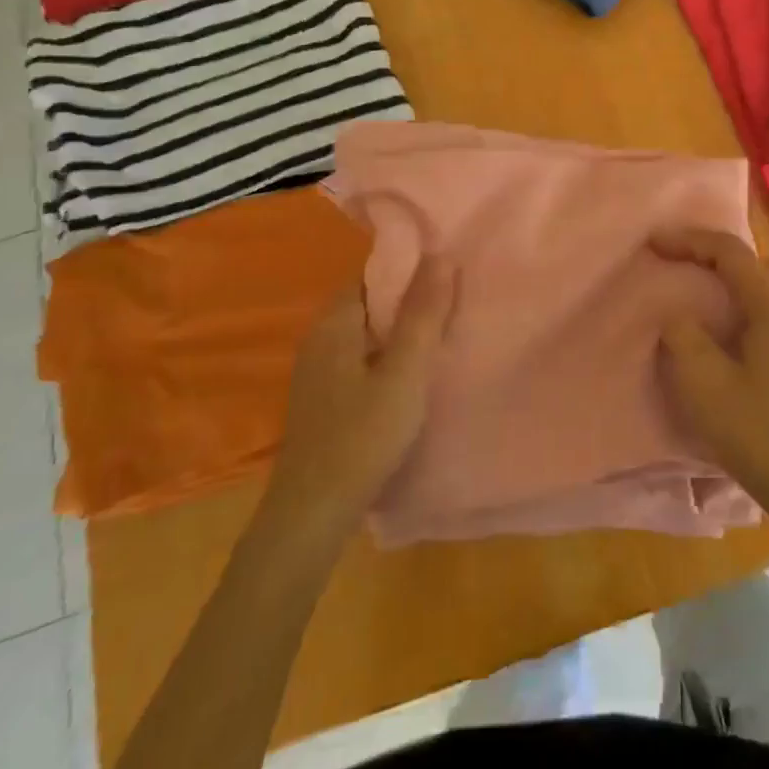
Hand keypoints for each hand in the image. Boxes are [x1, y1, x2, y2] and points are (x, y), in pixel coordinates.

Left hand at [263, 257, 455, 538]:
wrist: (312, 515)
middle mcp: (320, 338)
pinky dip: (389, 355)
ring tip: (445, 330)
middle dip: (410, 297)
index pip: (373, 272)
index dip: (410, 267)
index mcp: (335, 323)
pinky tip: (414, 372)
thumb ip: (423, 314)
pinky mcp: (324, 399)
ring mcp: (319, 371)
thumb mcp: (405, 373)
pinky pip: (362, 358)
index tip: (449, 268)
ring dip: (402, 329)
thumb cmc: (362, 436)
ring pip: (368, 333)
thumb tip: (440, 254)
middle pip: (371, 301)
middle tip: (456, 299)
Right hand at [652, 228, 768, 523]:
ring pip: (768, 289)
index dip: (689, 240)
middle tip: (682, 266)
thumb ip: (684, 337)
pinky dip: (744, 309)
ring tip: (699, 301)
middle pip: (756, 263)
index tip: (653, 243)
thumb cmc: (760, 433)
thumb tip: (678, 315)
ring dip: (733, 284)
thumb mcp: (706, 384)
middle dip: (717, 256)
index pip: (730, 252)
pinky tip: (726, 339)